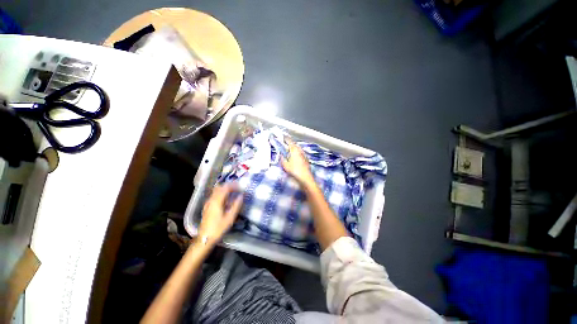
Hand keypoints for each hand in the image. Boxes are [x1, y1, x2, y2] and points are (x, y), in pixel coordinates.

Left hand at [198, 184, 242, 244]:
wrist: (205, 238)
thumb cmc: (218, 228)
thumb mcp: (230, 218)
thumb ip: (236, 205)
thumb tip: (241, 196)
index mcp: (217, 201)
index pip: (225, 188)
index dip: (233, 185)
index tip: (240, 186)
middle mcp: (211, 200)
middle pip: (220, 187)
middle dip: (229, 186)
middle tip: (237, 188)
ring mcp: (208, 203)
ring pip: (216, 191)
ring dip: (225, 189)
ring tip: (233, 192)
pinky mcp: (207, 207)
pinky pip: (214, 196)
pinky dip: (221, 194)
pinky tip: (226, 200)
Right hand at [281, 139, 315, 186]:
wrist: (305, 177)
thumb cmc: (295, 170)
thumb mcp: (285, 165)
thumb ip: (282, 158)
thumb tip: (281, 155)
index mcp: (294, 149)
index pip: (289, 141)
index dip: (285, 138)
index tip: (282, 137)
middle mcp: (300, 150)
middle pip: (294, 144)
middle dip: (289, 144)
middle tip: (284, 145)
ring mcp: (304, 154)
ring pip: (297, 148)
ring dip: (293, 149)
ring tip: (289, 152)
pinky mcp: (306, 158)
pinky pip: (300, 153)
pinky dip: (296, 153)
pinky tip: (294, 158)